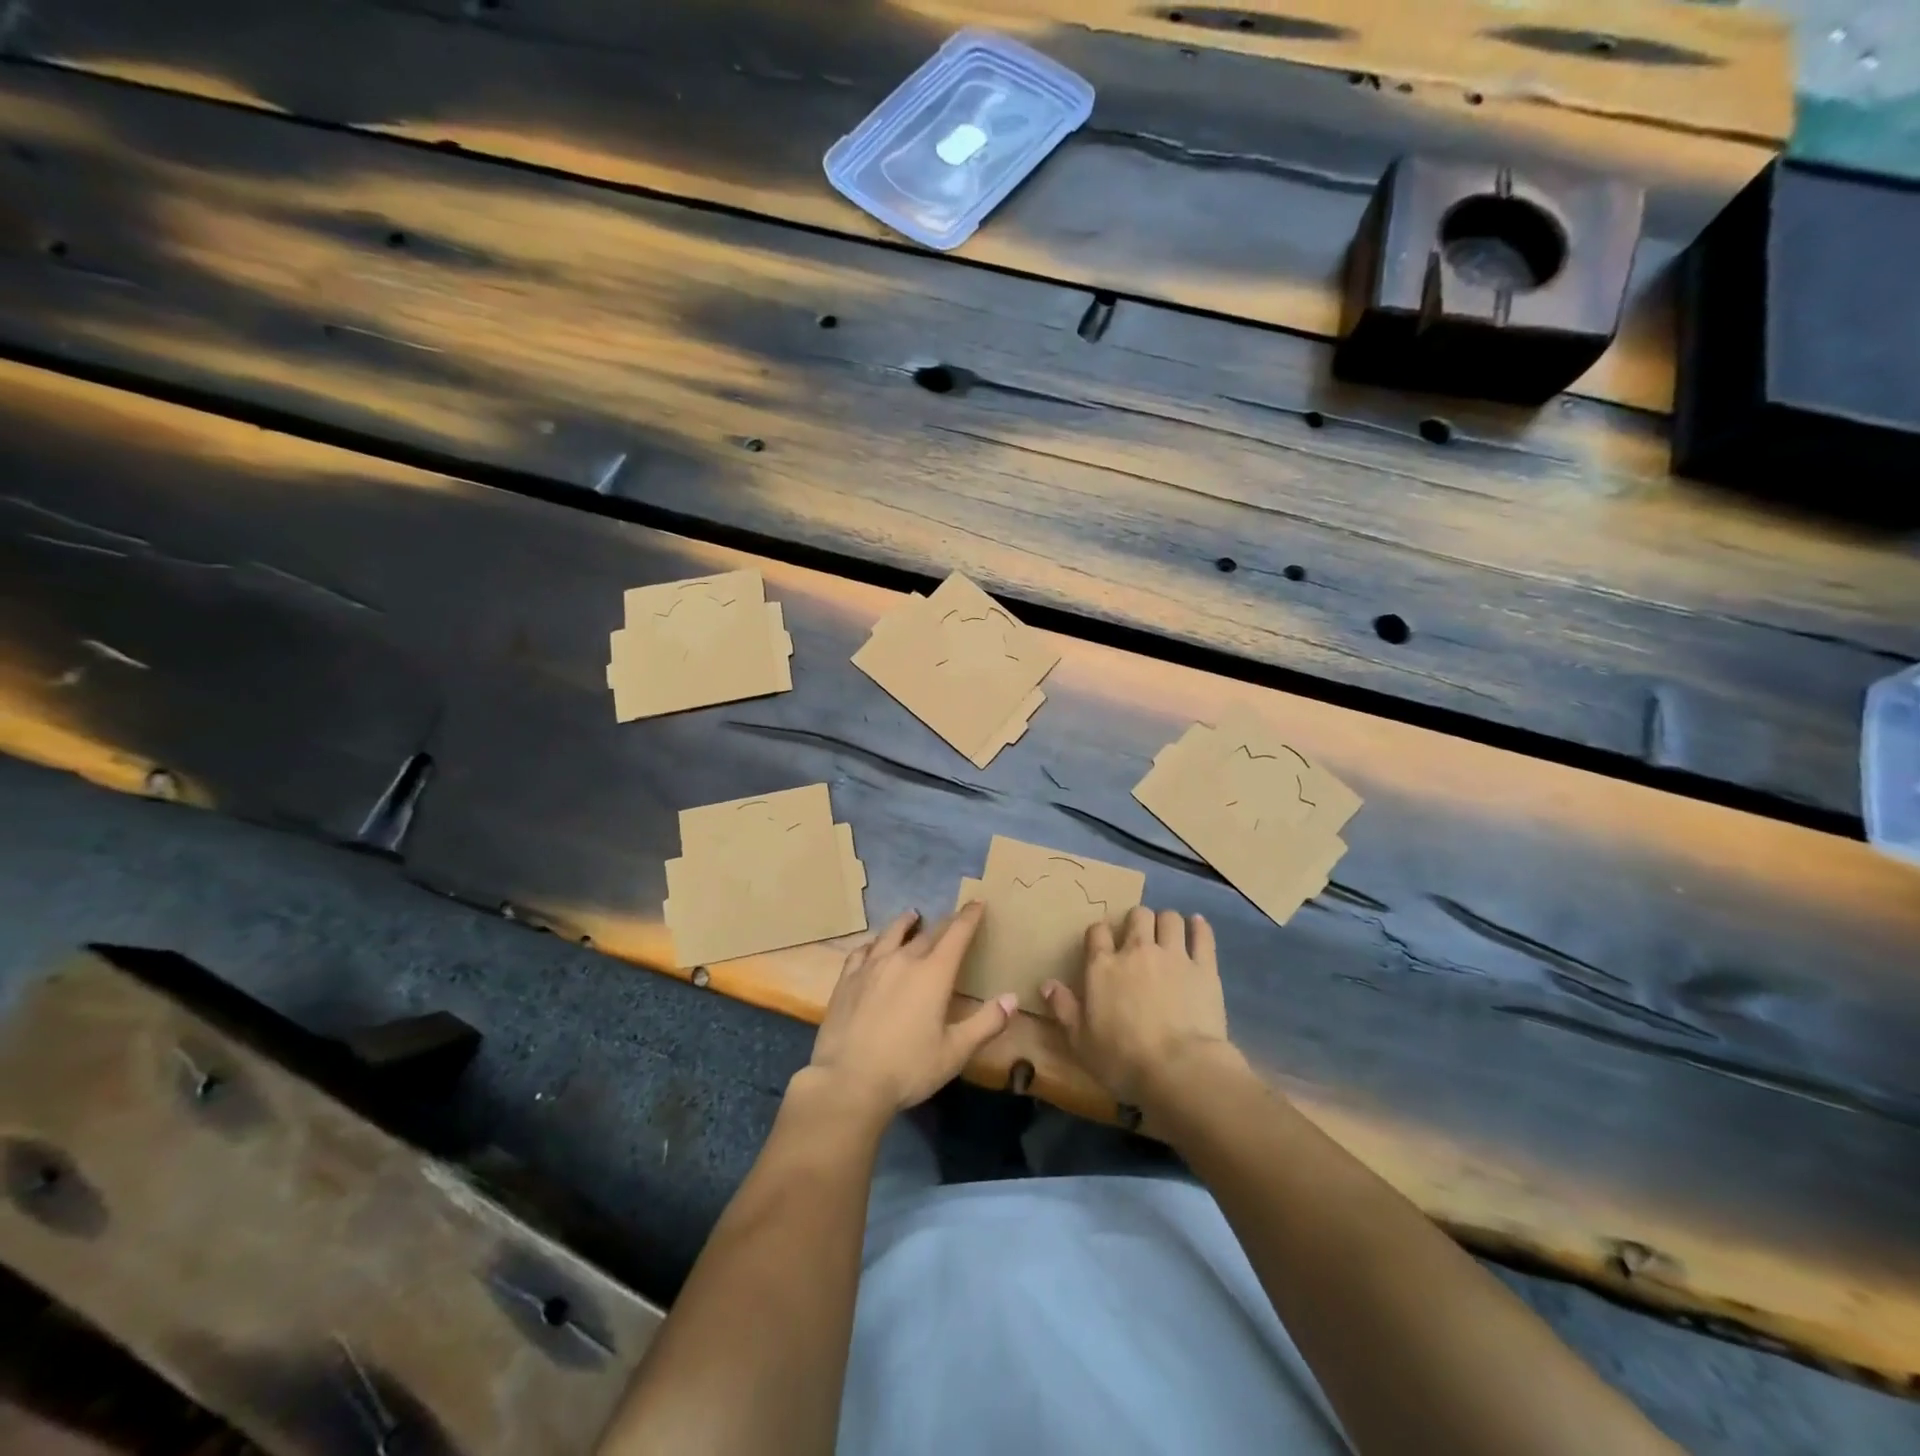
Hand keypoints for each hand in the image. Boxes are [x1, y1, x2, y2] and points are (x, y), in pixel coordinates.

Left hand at [807, 902, 1014, 1118]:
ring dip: (905, 923)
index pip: (956, 935)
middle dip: (943, 923)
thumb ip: (986, 1023)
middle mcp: (903, 960)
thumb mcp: (955, 1052)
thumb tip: (1012, 999)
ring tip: (912, 915)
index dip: (969, 917)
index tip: (977, 903)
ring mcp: (872, 967)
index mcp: (933, 974)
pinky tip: (873, 946)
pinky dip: (874, 943)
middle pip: (927, 933)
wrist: (848, 1081)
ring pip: (891, 934)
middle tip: (952, 917)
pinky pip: (863, 951)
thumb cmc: (908, 1068)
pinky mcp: (848, 979)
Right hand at [1043, 906, 1233, 1104]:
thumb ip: (1063, 1008)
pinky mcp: (1204, 968)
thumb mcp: (1080, 1041)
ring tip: (1167, 934)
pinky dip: (1199, 927)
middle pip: (1137, 916)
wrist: (1179, 1070)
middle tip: (1138, 938)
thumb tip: (1047, 984)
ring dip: (1166, 922)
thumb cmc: (1122, 1059)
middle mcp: (1137, 951)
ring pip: (1169, 919)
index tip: (1103, 944)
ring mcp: (1173, 956)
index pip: (1097, 932)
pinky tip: (1197, 924)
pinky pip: (1203, 936)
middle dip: (1137, 922)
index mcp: (1103, 966)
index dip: (1100, 934)